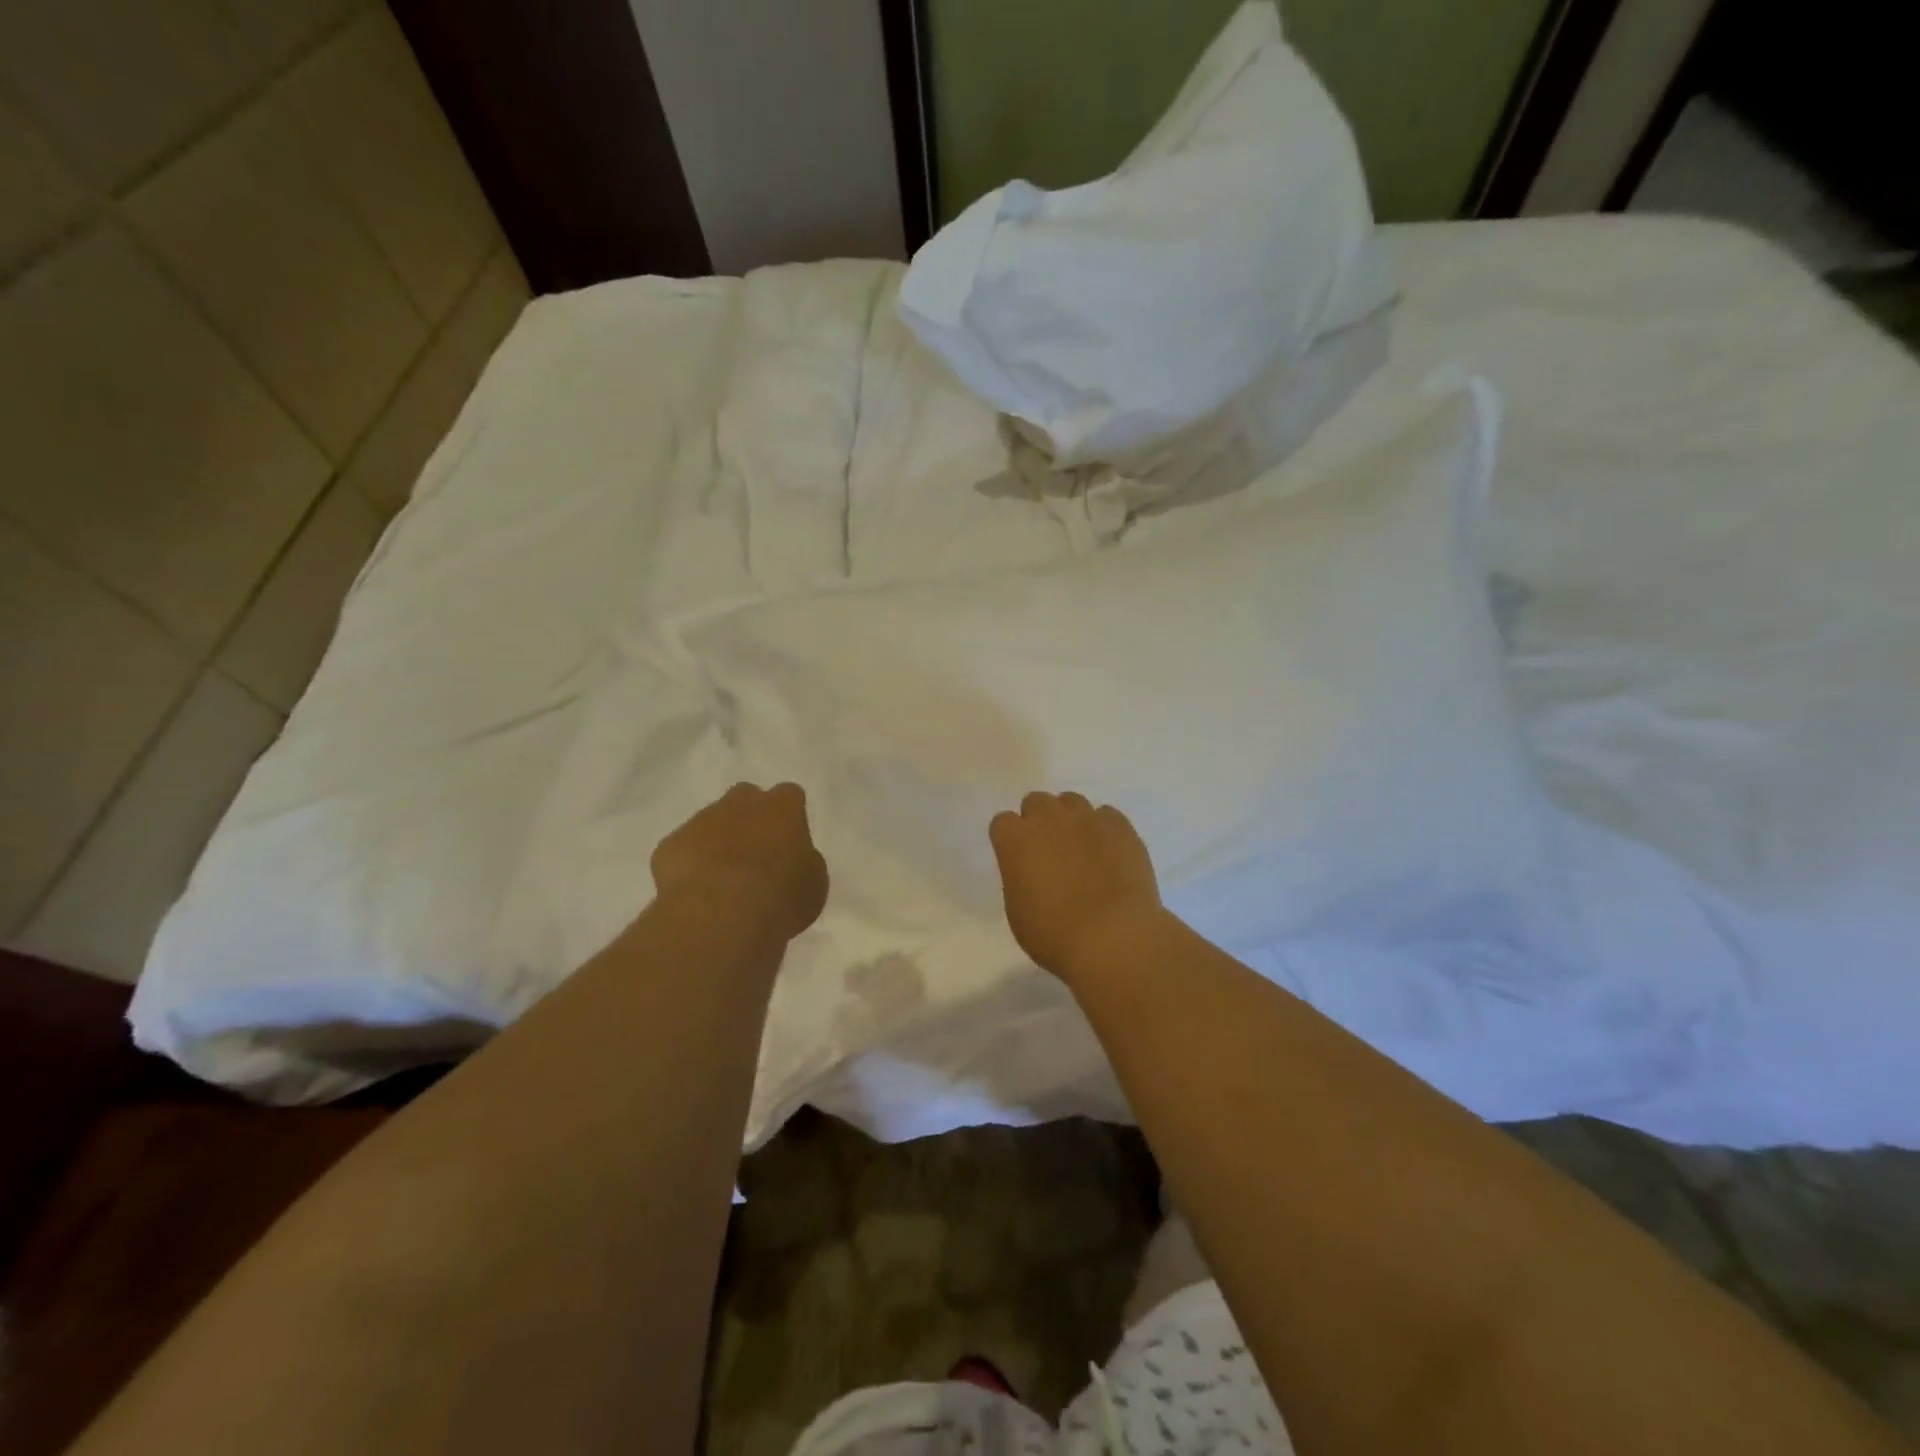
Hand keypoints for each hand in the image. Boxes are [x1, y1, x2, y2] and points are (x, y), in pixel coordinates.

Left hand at [652, 782, 828, 941]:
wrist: (718, 916)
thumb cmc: (779, 898)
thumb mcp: (813, 883)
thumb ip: (803, 860)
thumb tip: (792, 858)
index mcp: (782, 808)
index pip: (789, 795)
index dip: (789, 815)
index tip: (789, 838)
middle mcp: (740, 804)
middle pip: (746, 798)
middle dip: (749, 818)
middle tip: (755, 853)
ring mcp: (700, 821)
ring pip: (710, 822)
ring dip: (718, 842)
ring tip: (722, 881)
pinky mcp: (670, 845)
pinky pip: (683, 849)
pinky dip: (690, 865)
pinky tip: (696, 892)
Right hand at [989, 792, 1163, 980]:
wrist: (1114, 936)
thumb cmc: (1055, 934)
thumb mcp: (1017, 911)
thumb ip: (1019, 878)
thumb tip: (1032, 871)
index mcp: (1016, 840)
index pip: (1003, 823)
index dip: (1010, 840)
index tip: (1019, 860)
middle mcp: (1048, 818)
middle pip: (1036, 802)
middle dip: (1039, 821)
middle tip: (1049, 851)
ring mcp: (1087, 818)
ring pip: (1072, 802)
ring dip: (1071, 820)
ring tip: (1082, 849)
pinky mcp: (1120, 825)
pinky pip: (1106, 815)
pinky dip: (1104, 830)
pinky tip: (1110, 854)